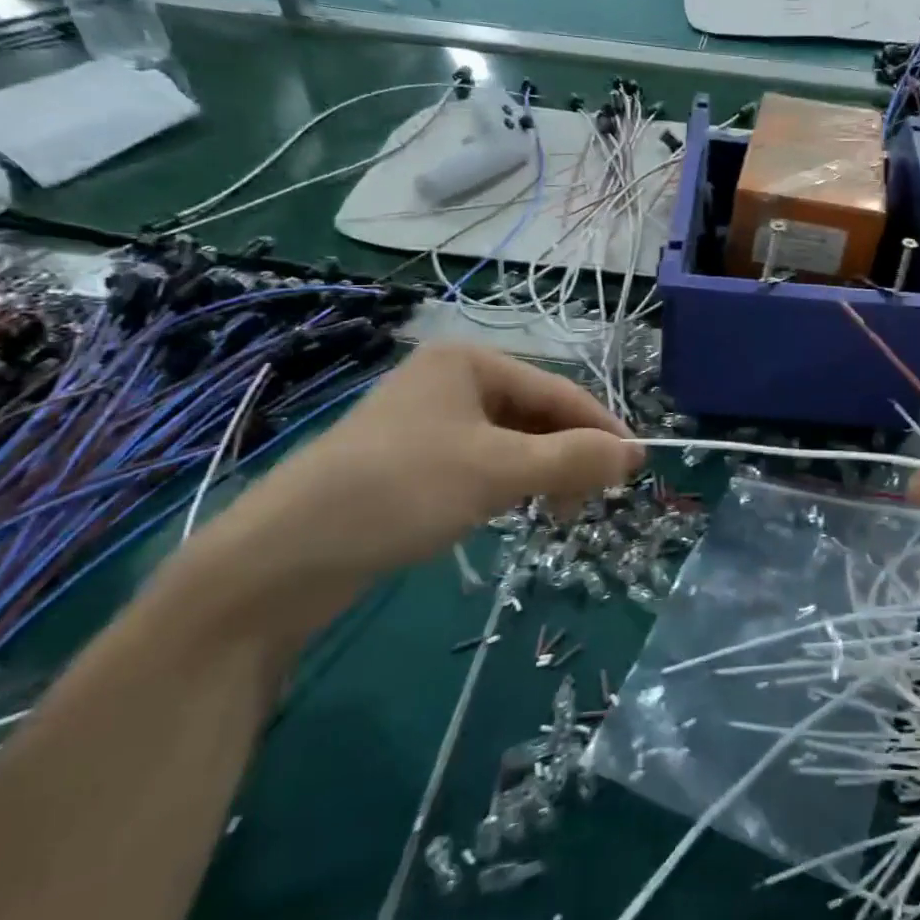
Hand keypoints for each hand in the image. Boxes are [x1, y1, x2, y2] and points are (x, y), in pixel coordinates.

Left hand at [177, 345, 641, 633]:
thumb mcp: (498, 472)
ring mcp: (428, 421)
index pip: (558, 391)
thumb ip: (573, 460)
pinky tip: (514, 510)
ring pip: (511, 442)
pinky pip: (482, 462)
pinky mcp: (412, 461)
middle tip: (592, 502)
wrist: (281, 557)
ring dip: (542, 473)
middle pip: (535, 414)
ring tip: (557, 513)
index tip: (638, 468)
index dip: (602, 429)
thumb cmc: (400, 491)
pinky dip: (509, 484)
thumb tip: (637, 454)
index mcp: (469, 362)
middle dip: (569, 455)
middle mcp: (450, 381)